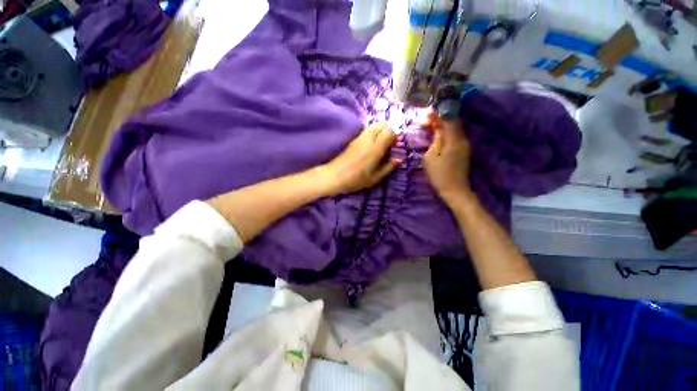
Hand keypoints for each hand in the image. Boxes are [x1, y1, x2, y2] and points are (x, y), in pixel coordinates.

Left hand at [321, 122, 399, 195]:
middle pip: (382, 124)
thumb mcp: (375, 178)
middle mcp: (368, 139)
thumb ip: (388, 167)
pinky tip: (369, 149)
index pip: (390, 130)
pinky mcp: (353, 140)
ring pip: (374, 126)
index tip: (393, 148)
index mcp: (376, 148)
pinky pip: (366, 132)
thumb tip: (399, 159)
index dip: (394, 137)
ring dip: (380, 133)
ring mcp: (359, 138)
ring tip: (378, 148)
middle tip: (387, 146)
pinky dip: (372, 135)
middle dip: (388, 132)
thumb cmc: (356, 179)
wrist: (334, 176)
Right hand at [422, 112, 472, 203]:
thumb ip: (435, 140)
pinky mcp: (463, 151)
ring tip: (429, 126)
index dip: (437, 114)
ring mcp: (465, 145)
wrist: (454, 190)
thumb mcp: (431, 157)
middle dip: (439, 119)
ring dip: (442, 125)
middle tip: (424, 121)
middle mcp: (463, 139)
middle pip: (453, 122)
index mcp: (454, 140)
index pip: (448, 119)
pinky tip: (437, 135)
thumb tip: (437, 128)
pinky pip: (455, 136)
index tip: (425, 114)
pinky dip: (446, 132)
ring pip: (454, 129)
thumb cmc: (439, 174)